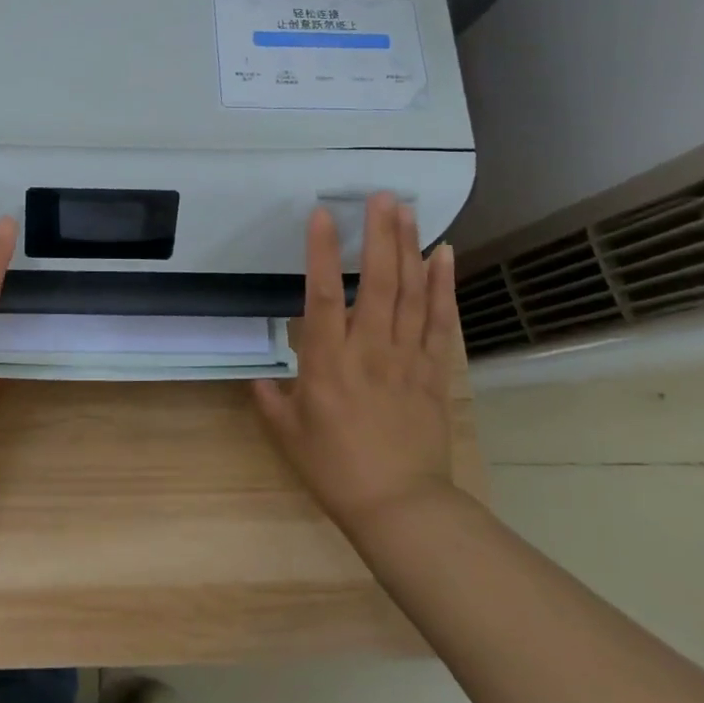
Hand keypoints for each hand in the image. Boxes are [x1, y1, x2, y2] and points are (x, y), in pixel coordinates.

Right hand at [253, 194, 460, 533]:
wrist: (401, 506)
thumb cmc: (335, 469)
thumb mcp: (288, 434)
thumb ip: (270, 399)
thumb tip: (260, 378)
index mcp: (327, 362)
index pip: (323, 295)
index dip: (322, 252)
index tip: (322, 214)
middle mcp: (369, 350)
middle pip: (379, 282)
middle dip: (380, 234)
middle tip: (382, 196)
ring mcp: (407, 358)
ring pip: (412, 293)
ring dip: (410, 247)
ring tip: (408, 210)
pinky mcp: (434, 371)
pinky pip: (440, 321)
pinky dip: (443, 285)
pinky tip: (443, 255)